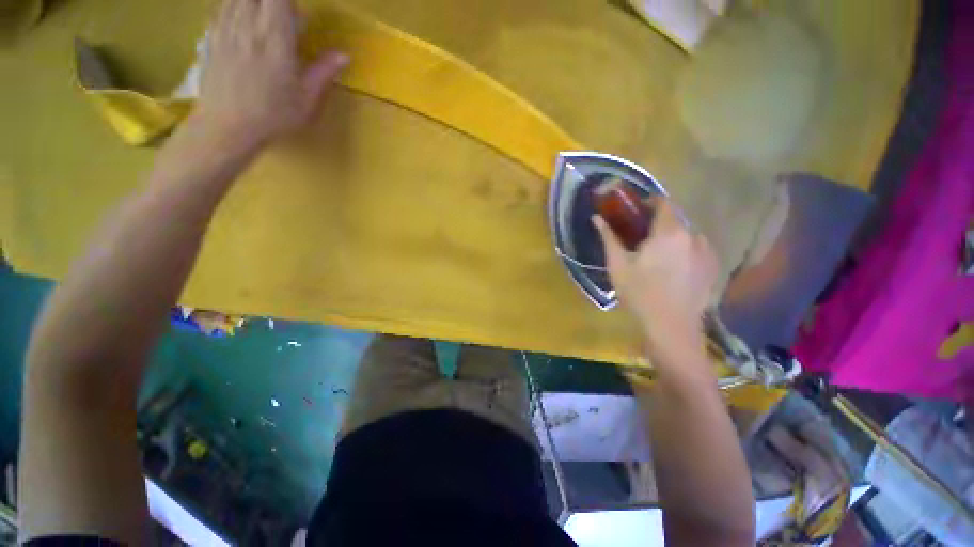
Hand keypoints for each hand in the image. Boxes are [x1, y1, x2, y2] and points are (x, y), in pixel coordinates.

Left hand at [196, 0, 348, 144]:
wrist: (227, 126)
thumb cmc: (273, 115)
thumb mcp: (306, 99)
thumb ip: (323, 71)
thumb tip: (345, 54)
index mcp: (275, 38)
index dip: (291, 3)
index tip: (300, 15)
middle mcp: (248, 24)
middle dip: (276, 3)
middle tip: (286, 20)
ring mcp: (225, 26)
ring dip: (257, 4)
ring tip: (267, 22)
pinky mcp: (211, 34)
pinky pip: (223, 5)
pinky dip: (236, 6)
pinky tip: (245, 21)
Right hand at [593, 197, 717, 358]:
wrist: (671, 327)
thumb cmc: (639, 293)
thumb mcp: (618, 265)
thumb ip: (608, 237)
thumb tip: (596, 218)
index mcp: (669, 232)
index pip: (664, 203)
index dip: (649, 202)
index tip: (635, 211)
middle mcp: (693, 236)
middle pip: (675, 219)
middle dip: (657, 223)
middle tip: (640, 238)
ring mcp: (707, 252)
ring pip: (686, 235)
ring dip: (671, 238)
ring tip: (656, 256)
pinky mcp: (712, 268)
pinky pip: (696, 250)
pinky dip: (684, 251)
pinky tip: (673, 270)